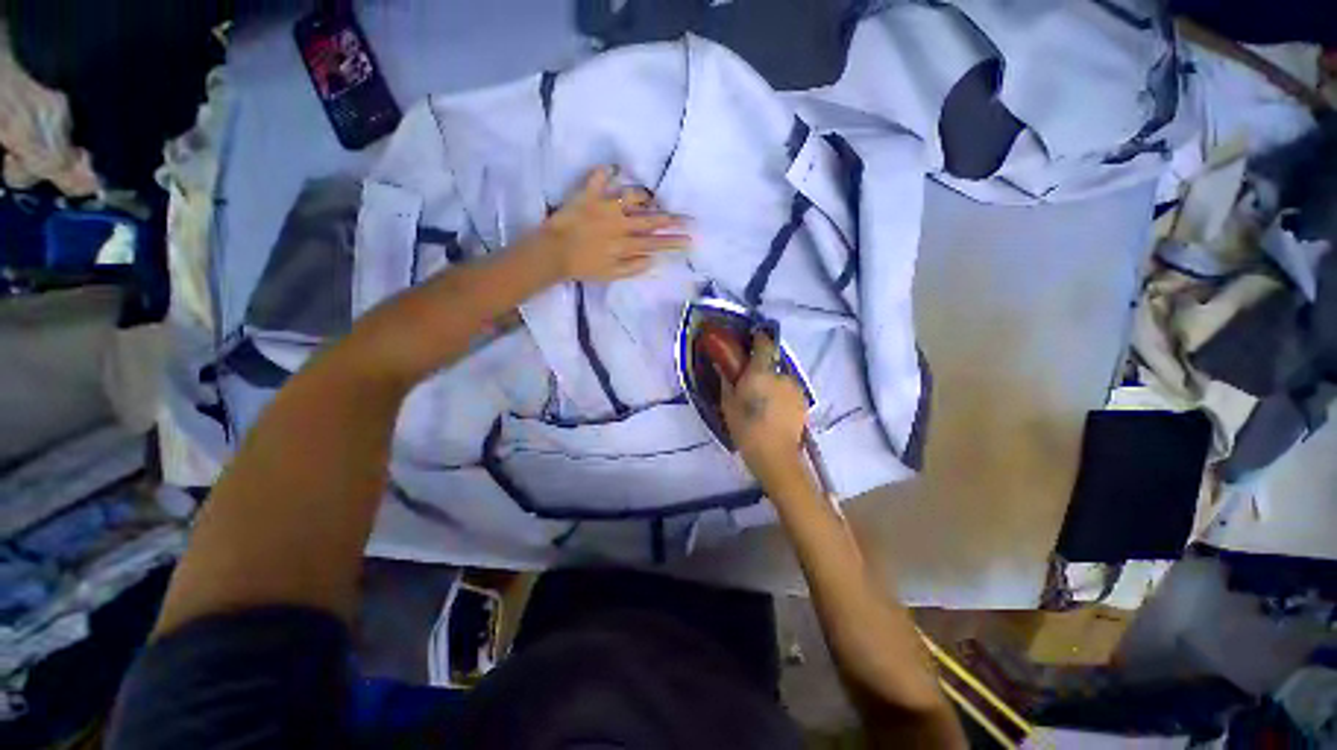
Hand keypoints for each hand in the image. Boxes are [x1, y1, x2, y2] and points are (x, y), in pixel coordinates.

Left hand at [535, 166, 689, 282]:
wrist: (553, 253)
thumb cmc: (582, 267)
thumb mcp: (611, 275)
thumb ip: (633, 268)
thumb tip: (653, 259)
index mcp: (626, 244)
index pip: (656, 242)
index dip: (674, 241)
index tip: (691, 239)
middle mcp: (621, 223)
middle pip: (652, 219)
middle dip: (673, 219)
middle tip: (689, 217)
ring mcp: (605, 207)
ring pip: (632, 196)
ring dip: (645, 196)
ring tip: (651, 197)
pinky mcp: (589, 195)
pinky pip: (599, 178)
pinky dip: (606, 171)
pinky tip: (613, 168)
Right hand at [718, 332, 809, 487]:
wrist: (776, 456)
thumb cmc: (746, 428)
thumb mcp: (728, 404)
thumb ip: (727, 380)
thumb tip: (724, 364)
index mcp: (761, 372)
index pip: (764, 344)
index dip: (758, 338)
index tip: (751, 338)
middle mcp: (782, 375)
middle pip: (772, 363)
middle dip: (762, 368)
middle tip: (751, 383)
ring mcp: (796, 388)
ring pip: (781, 378)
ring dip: (773, 383)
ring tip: (764, 401)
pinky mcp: (804, 401)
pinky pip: (789, 390)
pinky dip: (782, 394)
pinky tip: (775, 410)